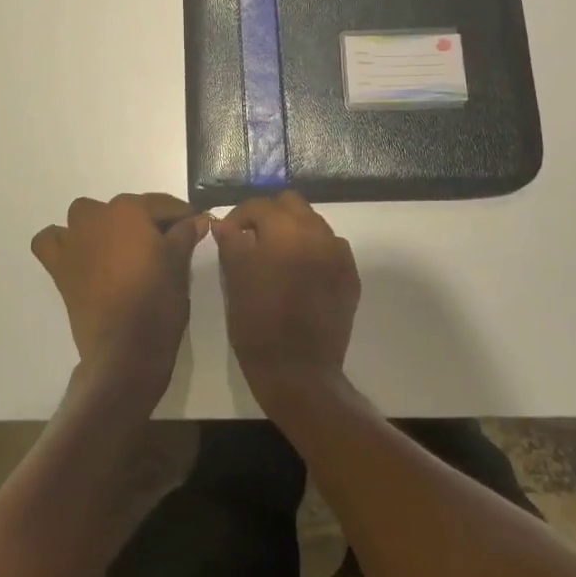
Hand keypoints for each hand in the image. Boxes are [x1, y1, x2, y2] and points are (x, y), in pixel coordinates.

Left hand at [30, 193, 208, 398]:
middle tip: (164, 245)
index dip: (182, 215)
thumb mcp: (179, 264)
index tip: (195, 224)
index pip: (161, 204)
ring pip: (86, 217)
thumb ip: (185, 234)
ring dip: (102, 225)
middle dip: (144, 222)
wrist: (125, 349)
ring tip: (121, 248)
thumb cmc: (157, 300)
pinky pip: (51, 242)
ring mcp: (74, 240)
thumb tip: (197, 219)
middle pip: (125, 209)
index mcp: (129, 210)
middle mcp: (97, 216)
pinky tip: (80, 254)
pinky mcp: (59, 266)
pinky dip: (62, 242)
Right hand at [213, 192, 360, 409]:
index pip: (259, 206)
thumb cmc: (258, 324)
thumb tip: (225, 224)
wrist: (299, 372)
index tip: (227, 233)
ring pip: (313, 224)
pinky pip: (330, 248)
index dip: (238, 216)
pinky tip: (299, 273)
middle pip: (292, 204)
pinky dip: (313, 250)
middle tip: (252, 237)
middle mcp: (318, 234)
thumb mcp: (235, 280)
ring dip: (293, 230)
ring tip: (276, 256)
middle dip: (269, 215)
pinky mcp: (350, 276)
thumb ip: (231, 242)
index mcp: (286, 231)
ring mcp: (339, 255)